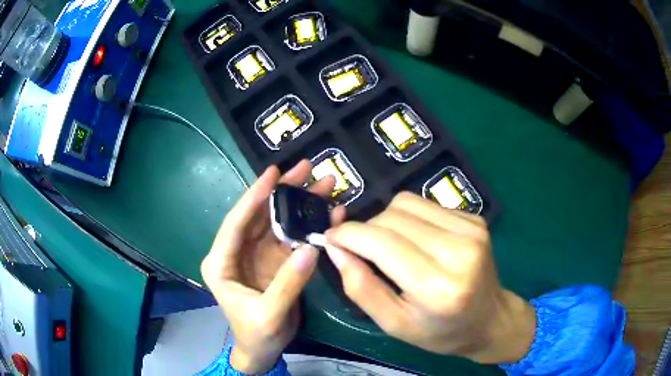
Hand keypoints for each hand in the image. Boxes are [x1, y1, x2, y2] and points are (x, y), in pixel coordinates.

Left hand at [201, 160, 344, 372]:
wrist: (262, 351)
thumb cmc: (255, 335)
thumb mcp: (268, 315)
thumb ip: (288, 283)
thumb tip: (312, 248)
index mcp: (221, 262)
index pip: (236, 223)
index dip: (254, 196)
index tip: (273, 172)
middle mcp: (238, 252)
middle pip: (260, 216)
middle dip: (283, 191)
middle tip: (307, 168)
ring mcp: (259, 256)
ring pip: (278, 222)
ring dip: (300, 203)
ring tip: (324, 185)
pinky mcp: (276, 262)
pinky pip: (293, 238)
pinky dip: (309, 225)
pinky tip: (328, 212)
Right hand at [324, 192, 535, 363]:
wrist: (490, 320)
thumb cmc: (440, 331)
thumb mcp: (394, 324)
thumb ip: (360, 287)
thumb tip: (335, 248)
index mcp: (438, 288)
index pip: (382, 243)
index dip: (348, 234)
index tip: (330, 237)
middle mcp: (459, 251)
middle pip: (392, 217)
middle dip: (365, 229)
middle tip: (360, 250)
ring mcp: (471, 230)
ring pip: (406, 203)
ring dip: (385, 220)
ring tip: (389, 246)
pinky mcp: (475, 219)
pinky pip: (426, 204)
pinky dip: (409, 218)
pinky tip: (415, 240)